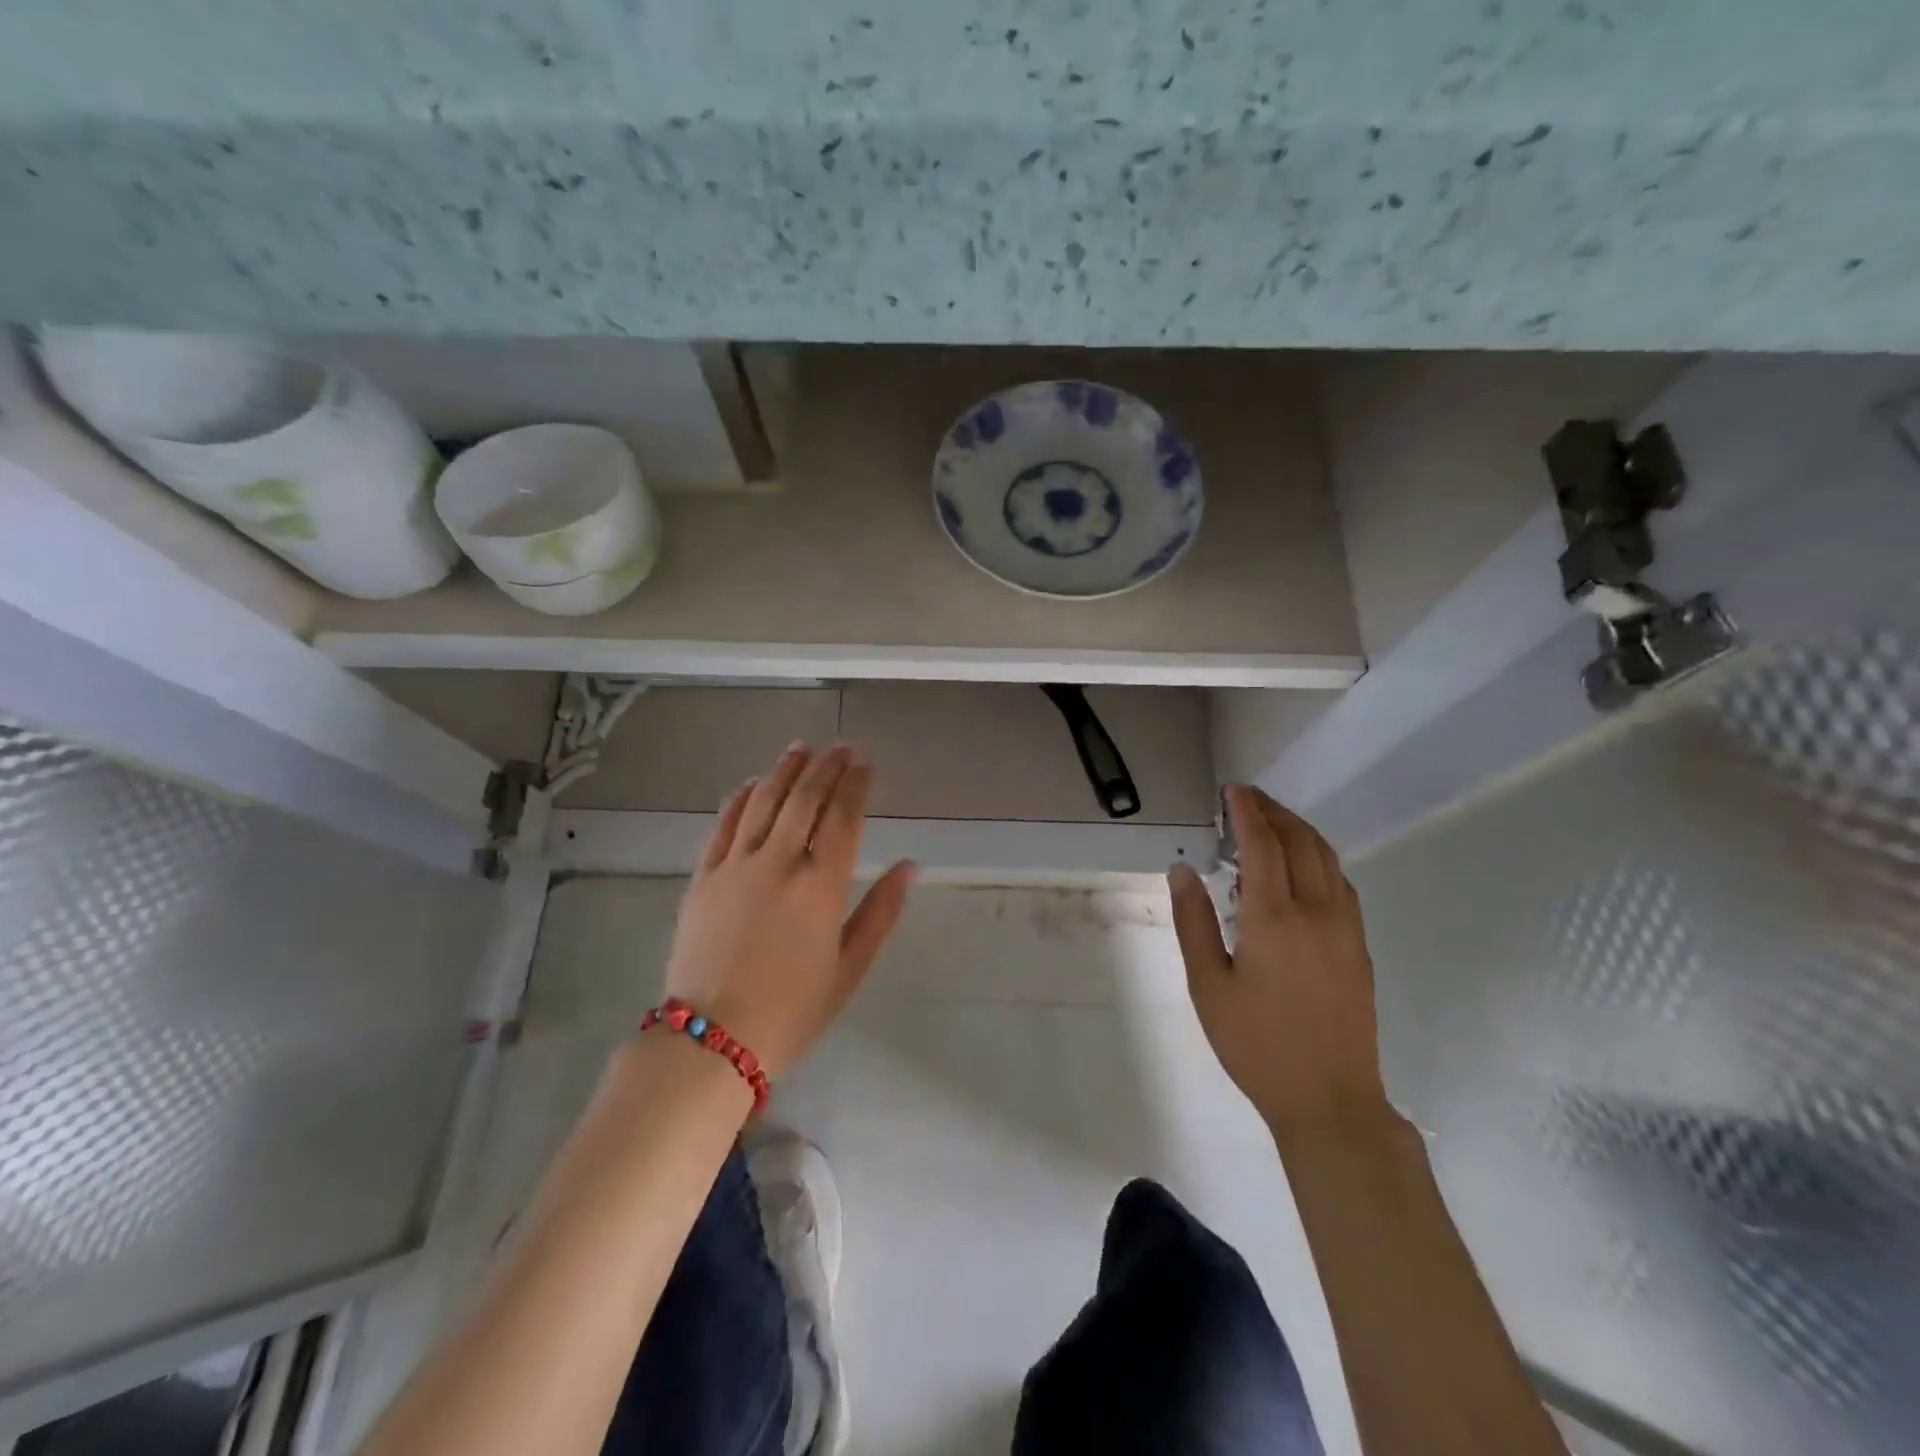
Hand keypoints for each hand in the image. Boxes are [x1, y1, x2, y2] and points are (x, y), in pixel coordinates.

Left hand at [662, 743, 914, 1079]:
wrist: (711, 1040)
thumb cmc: (792, 1010)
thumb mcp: (850, 967)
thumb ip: (881, 911)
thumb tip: (910, 865)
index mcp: (822, 885)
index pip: (844, 817)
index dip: (856, 784)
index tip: (865, 762)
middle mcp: (780, 862)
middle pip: (806, 799)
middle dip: (827, 767)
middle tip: (841, 748)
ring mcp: (736, 865)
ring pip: (764, 801)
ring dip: (785, 770)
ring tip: (801, 749)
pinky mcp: (704, 876)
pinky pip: (724, 824)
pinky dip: (740, 797)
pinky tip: (752, 784)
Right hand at [1168, 784, 1392, 1139]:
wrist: (1329, 1099)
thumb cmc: (1256, 1043)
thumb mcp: (1208, 985)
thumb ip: (1193, 921)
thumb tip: (1182, 870)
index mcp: (1275, 918)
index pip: (1263, 845)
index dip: (1247, 812)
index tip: (1233, 790)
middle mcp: (1317, 911)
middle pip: (1301, 842)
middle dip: (1275, 812)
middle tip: (1248, 798)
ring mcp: (1345, 928)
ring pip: (1327, 859)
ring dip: (1299, 830)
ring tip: (1271, 822)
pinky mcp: (1358, 946)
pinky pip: (1340, 882)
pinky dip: (1318, 858)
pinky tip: (1300, 867)